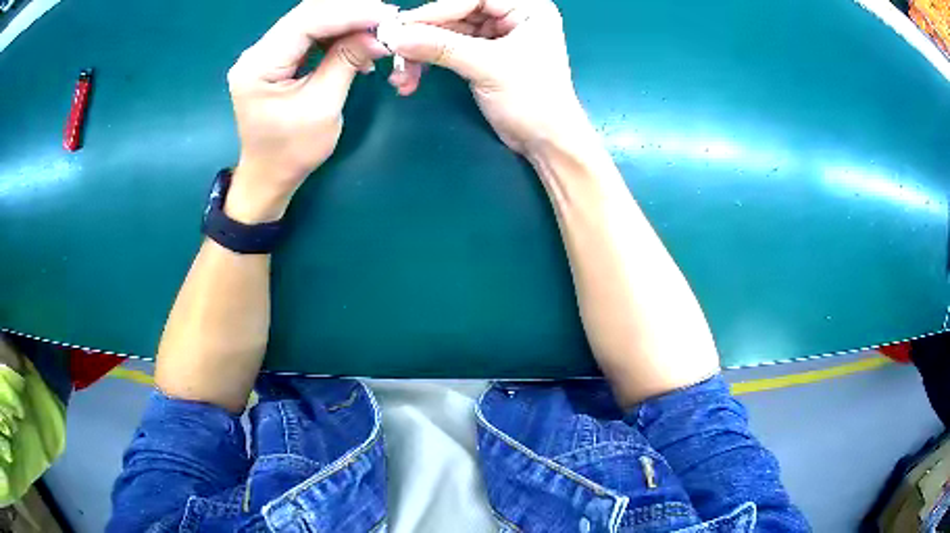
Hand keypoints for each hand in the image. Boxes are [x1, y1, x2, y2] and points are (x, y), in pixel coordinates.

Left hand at [225, 0, 395, 222]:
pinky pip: (308, 34)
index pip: (306, 22)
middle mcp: (256, 53)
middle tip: (386, 19)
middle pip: (307, 14)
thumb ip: (346, 62)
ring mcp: (264, 53)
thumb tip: (378, 34)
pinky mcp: (275, 58)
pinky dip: (336, 34)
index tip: (386, 15)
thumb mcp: (323, 107)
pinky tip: (357, 42)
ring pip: (310, 20)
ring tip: (377, 30)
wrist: (268, 176)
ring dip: (346, 21)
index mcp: (259, 66)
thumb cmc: (292, 151)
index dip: (349, 13)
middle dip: (350, 12)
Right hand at [383, 0, 590, 154]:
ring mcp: (498, 36)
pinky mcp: (485, 55)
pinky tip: (412, 76)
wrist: (545, 142)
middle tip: (395, 50)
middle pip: (457, 13)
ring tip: (400, 73)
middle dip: (424, 34)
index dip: (435, 11)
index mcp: (526, 8)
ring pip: (449, 32)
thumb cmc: (532, 99)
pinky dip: (430, 61)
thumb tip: (396, 36)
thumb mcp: (488, 67)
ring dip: (422, 51)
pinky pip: (449, 49)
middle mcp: (512, 16)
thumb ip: (441, 47)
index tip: (402, 27)